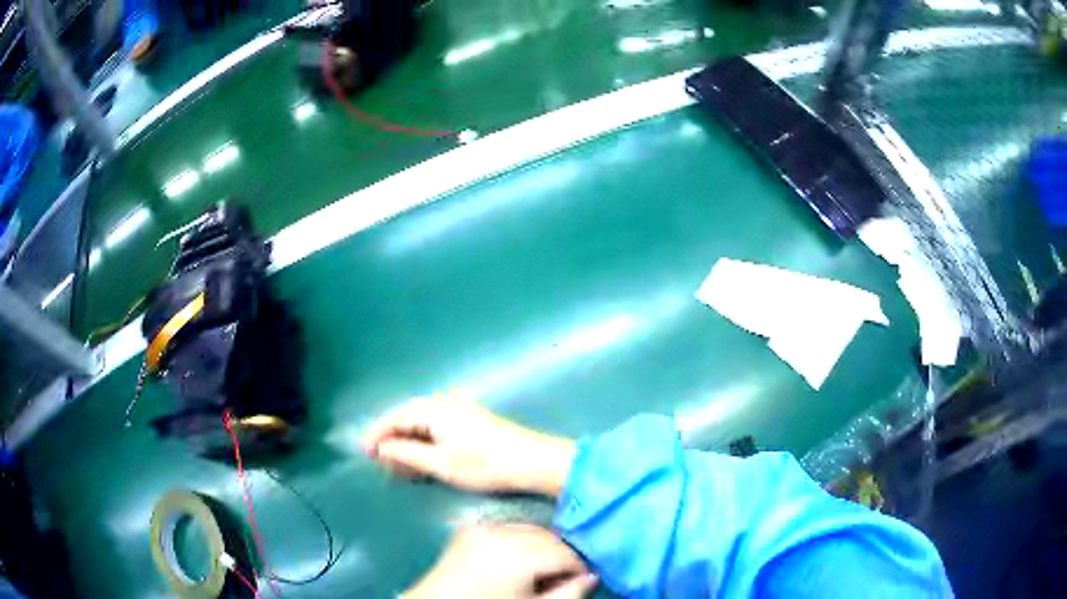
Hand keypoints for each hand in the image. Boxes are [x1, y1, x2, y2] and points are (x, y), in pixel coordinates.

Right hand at [362, 395, 575, 495]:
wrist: (531, 461)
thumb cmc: (484, 464)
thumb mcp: (441, 463)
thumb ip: (408, 453)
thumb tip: (383, 446)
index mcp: (434, 409)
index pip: (396, 417)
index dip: (377, 433)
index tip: (364, 451)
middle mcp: (444, 403)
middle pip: (407, 416)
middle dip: (391, 437)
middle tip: (379, 459)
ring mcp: (459, 409)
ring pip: (422, 422)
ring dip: (407, 440)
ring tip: (397, 462)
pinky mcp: (470, 420)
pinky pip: (436, 426)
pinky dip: (424, 440)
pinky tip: (422, 456)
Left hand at [404, 524, 596, 598]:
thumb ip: (567, 594)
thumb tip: (593, 577)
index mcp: (518, 554)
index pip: (565, 553)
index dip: (579, 567)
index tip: (583, 579)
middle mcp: (500, 533)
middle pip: (549, 537)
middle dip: (561, 555)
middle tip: (565, 577)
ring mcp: (481, 528)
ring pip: (530, 529)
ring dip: (542, 546)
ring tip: (541, 571)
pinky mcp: (468, 530)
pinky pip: (507, 528)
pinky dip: (519, 540)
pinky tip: (518, 561)